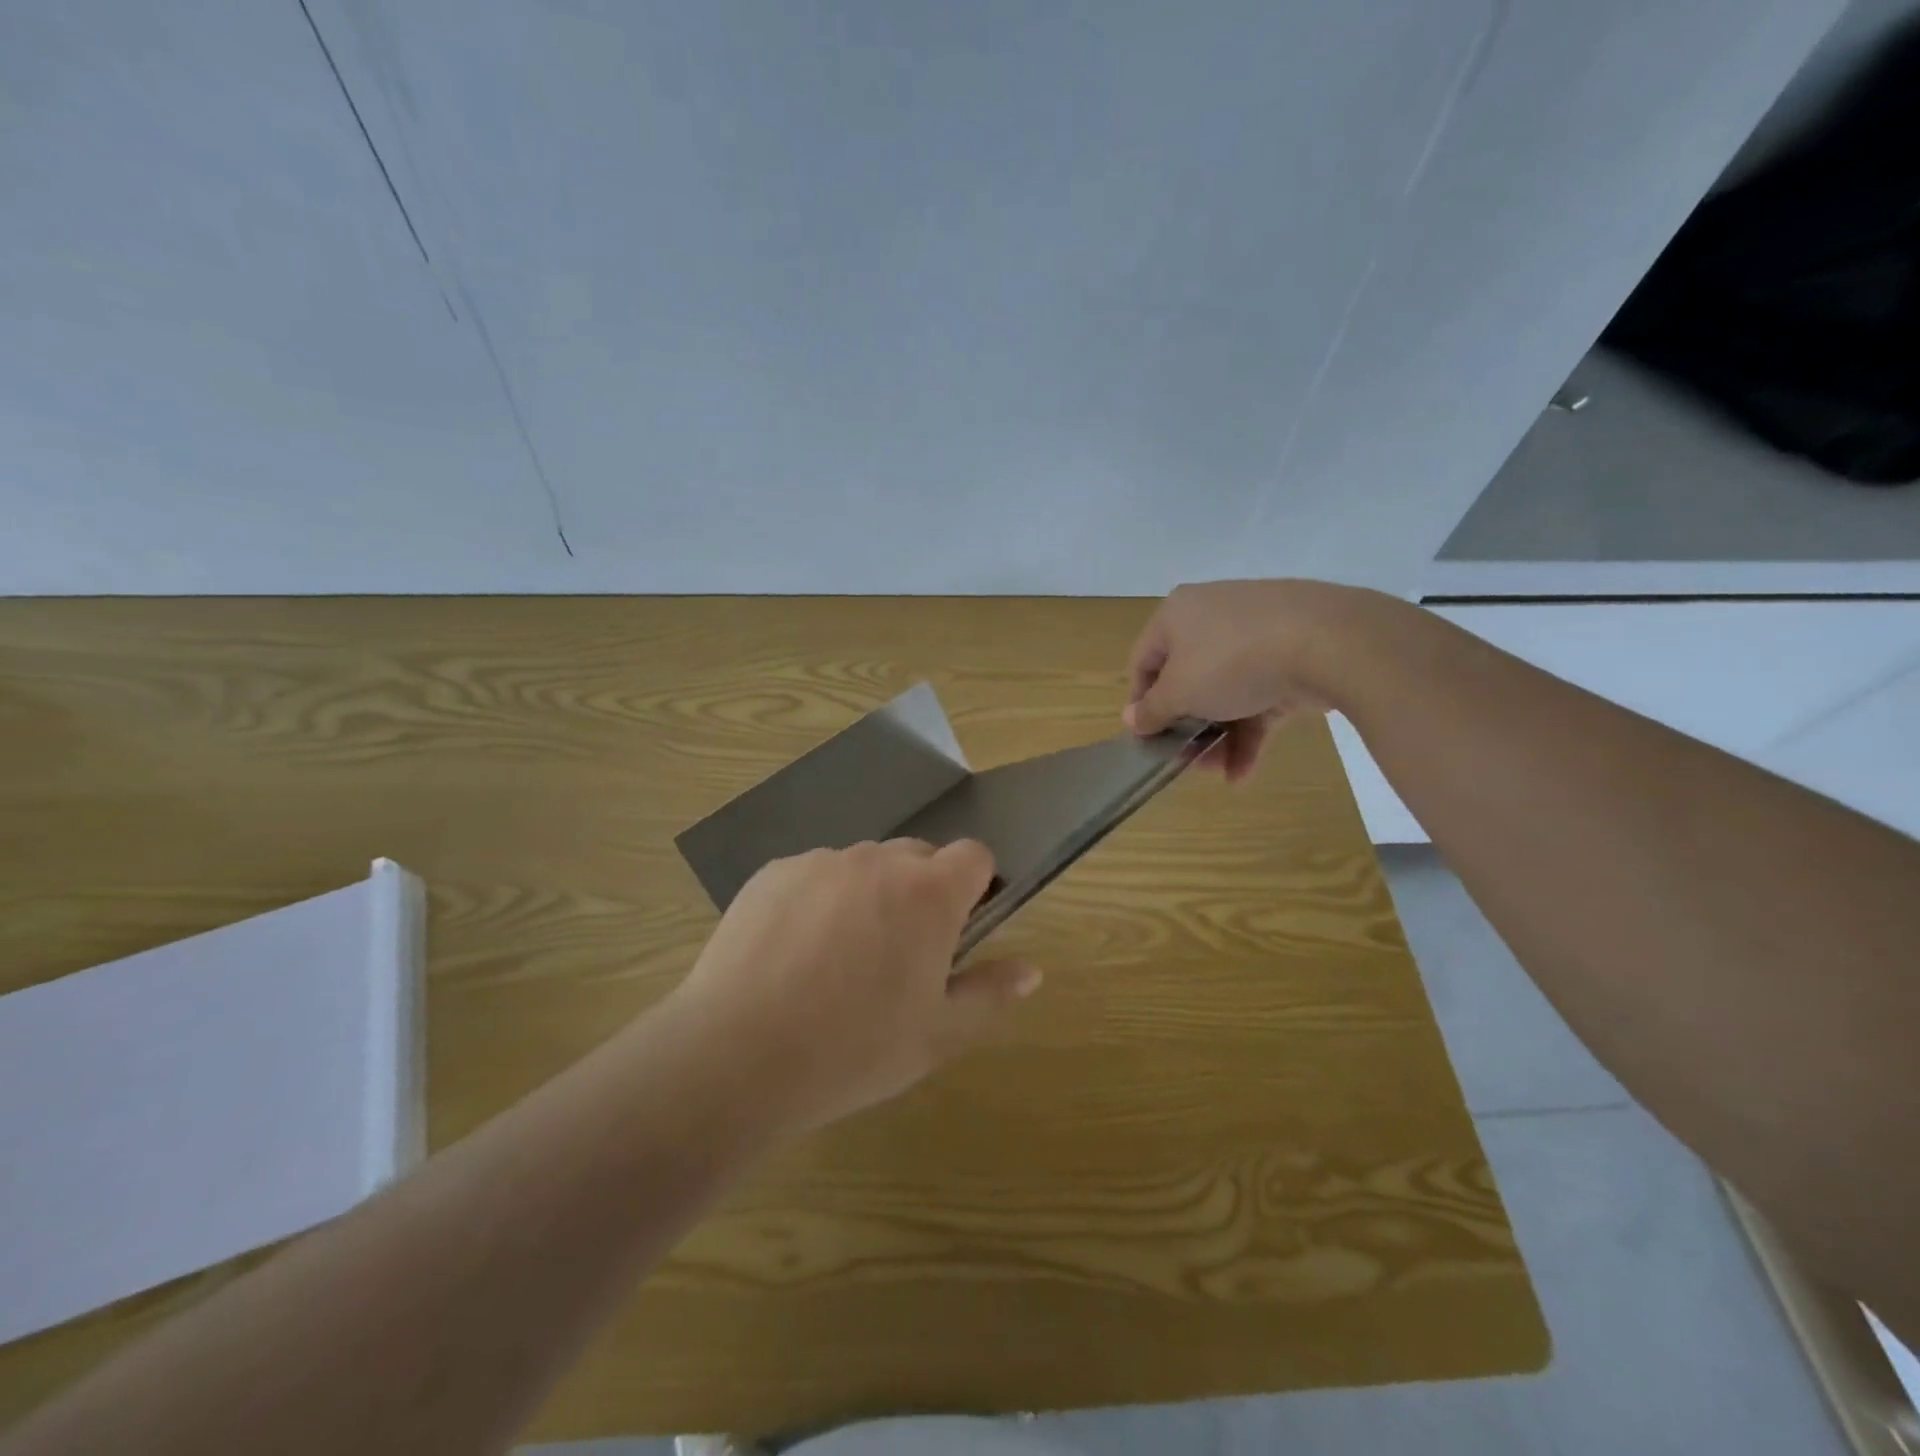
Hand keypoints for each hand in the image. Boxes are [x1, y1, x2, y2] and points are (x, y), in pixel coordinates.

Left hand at [668, 839, 1040, 1134]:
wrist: (737, 1055)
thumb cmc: (853, 1050)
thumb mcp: (937, 1036)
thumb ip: (990, 994)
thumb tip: (1031, 969)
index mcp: (928, 894)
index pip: (973, 855)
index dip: (975, 885)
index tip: (959, 926)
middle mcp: (877, 861)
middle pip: (917, 857)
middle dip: (921, 891)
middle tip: (899, 954)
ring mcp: (820, 862)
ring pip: (863, 866)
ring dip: (867, 895)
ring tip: (838, 959)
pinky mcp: (773, 872)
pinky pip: (814, 875)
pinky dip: (818, 900)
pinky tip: (793, 954)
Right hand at [1125, 579, 1372, 780]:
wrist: (1328, 641)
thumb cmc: (1231, 662)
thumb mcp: (1180, 692)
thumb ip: (1152, 711)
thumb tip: (1132, 720)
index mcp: (1177, 615)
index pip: (1145, 662)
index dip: (1141, 704)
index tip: (1146, 739)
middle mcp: (1213, 617)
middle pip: (1189, 681)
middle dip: (1187, 728)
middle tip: (1186, 762)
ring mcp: (1258, 635)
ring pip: (1227, 693)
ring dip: (1219, 738)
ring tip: (1220, 774)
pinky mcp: (1294, 656)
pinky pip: (1261, 696)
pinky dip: (1252, 732)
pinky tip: (1245, 772)